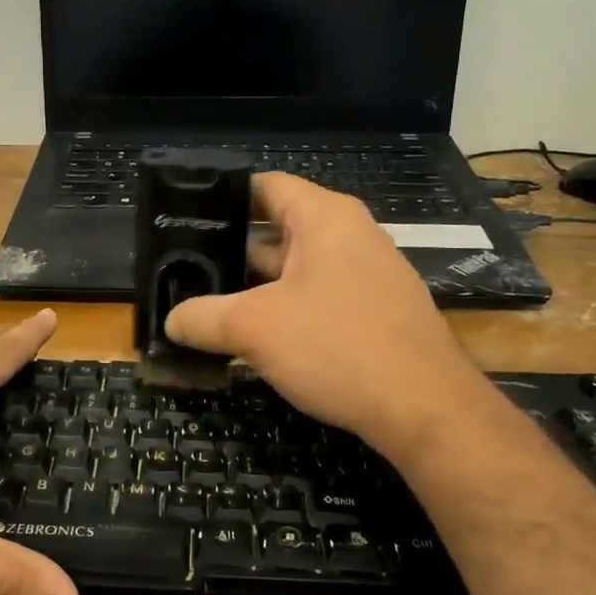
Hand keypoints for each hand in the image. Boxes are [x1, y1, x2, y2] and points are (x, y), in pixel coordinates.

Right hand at [164, 174, 479, 459]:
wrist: (425, 408)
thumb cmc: (337, 346)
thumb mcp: (255, 329)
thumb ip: (203, 318)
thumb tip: (171, 321)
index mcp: (324, 218)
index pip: (264, 186)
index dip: (221, 197)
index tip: (183, 217)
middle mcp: (349, 236)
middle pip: (275, 230)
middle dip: (230, 253)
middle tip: (182, 271)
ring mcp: (366, 276)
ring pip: (294, 271)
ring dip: (253, 289)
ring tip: (206, 307)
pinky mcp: (374, 313)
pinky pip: (317, 300)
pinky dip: (284, 312)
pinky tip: (253, 340)